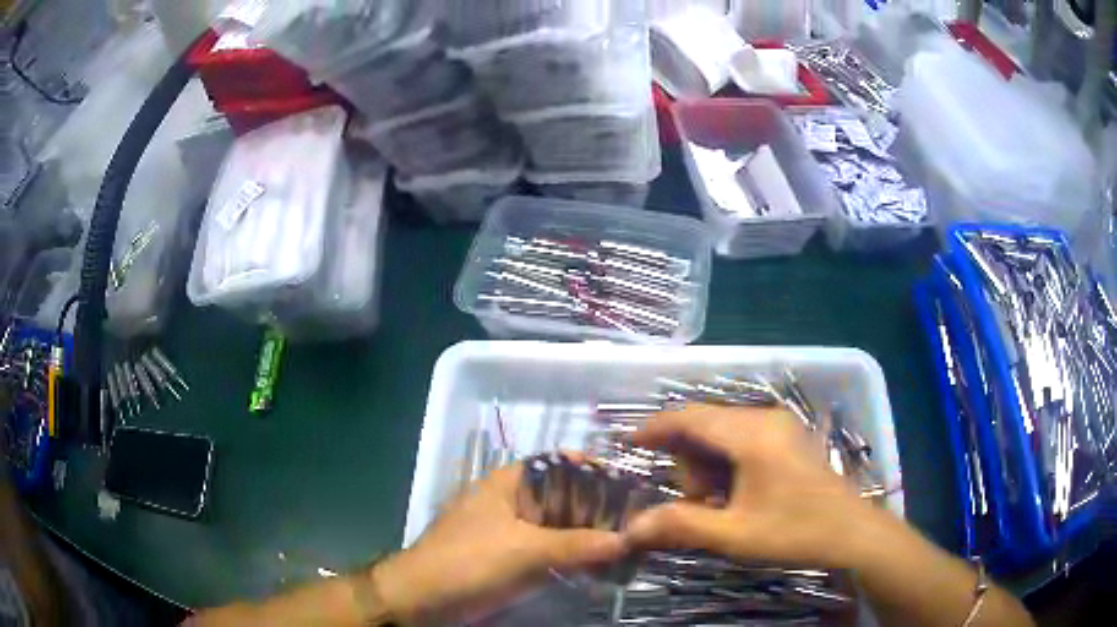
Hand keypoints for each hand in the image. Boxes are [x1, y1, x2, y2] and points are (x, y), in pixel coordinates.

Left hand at [372, 463, 627, 623]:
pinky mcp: (518, 560)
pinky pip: (556, 553)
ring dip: (593, 537)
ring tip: (634, 546)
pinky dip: (578, 558)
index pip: (563, 464)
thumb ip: (577, 544)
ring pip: (564, 528)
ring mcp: (517, 533)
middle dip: (603, 510)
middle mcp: (517, 502)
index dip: (597, 470)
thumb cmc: (468, 561)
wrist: (424, 600)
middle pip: (568, 498)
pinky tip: (605, 567)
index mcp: (512, 483)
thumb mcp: (525, 551)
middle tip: (643, 523)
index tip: (633, 485)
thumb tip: (628, 539)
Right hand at [624, 404, 887, 569]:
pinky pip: (744, 439)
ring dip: (709, 465)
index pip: (690, 417)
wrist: (853, 532)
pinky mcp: (789, 437)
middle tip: (695, 503)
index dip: (655, 427)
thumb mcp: (734, 534)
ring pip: (725, 432)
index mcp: (752, 435)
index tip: (628, 443)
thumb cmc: (796, 531)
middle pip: (706, 425)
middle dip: (688, 461)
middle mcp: (765, 418)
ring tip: (719, 505)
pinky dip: (729, 463)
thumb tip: (630, 528)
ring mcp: (780, 425)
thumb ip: (681, 525)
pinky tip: (737, 494)